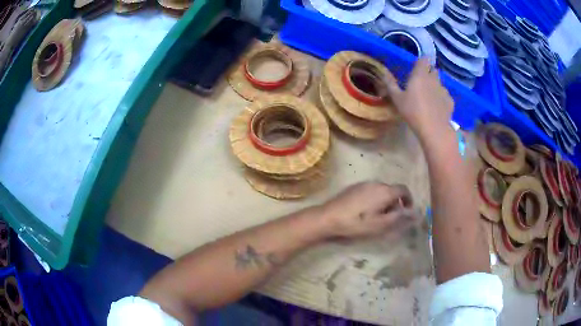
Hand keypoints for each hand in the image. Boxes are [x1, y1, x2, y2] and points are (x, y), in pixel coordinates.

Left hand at [321, 182, 419, 238]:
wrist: (329, 217)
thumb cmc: (357, 223)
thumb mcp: (381, 224)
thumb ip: (399, 218)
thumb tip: (415, 213)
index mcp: (385, 190)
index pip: (404, 189)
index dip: (408, 200)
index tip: (407, 212)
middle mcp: (376, 183)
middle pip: (392, 190)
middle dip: (395, 203)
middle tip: (391, 218)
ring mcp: (363, 183)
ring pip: (381, 191)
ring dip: (384, 201)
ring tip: (377, 217)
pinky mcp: (353, 187)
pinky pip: (370, 191)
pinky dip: (374, 199)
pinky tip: (365, 212)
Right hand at [383, 57, 453, 137]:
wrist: (434, 129)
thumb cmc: (413, 112)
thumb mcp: (397, 99)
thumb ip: (391, 84)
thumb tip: (384, 73)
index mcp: (420, 75)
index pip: (424, 60)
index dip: (422, 62)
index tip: (417, 67)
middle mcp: (434, 79)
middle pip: (433, 70)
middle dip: (429, 73)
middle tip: (422, 83)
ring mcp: (444, 90)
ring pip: (440, 83)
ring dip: (435, 86)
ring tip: (429, 97)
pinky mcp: (450, 101)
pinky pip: (445, 95)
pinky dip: (441, 98)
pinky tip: (437, 108)